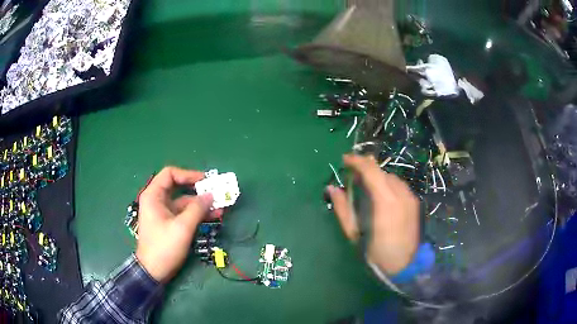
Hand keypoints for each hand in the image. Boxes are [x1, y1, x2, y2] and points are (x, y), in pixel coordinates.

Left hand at [135, 167, 222, 282]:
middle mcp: (157, 200)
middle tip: (216, 193)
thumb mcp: (182, 227)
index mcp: (154, 196)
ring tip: (220, 208)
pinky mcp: (169, 224)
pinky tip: (212, 216)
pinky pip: (184, 214)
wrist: (153, 271)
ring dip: (201, 204)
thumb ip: (197, 209)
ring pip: (184, 202)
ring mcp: (163, 213)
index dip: (188, 174)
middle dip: (198, 191)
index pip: (170, 174)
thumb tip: (211, 195)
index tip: (205, 181)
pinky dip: (197, 214)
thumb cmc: (164, 247)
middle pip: (179, 187)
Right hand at [327, 154, 419, 274]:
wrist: (404, 266)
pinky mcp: (414, 202)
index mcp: (385, 201)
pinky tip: (382, 199)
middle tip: (353, 179)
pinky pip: (398, 186)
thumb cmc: (375, 253)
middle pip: (381, 171)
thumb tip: (332, 188)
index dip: (356, 161)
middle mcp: (400, 194)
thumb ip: (343, 208)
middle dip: (366, 170)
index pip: (370, 170)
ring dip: (377, 179)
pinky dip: (387, 186)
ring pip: (390, 177)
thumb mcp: (354, 233)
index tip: (344, 160)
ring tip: (367, 190)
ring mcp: (410, 197)